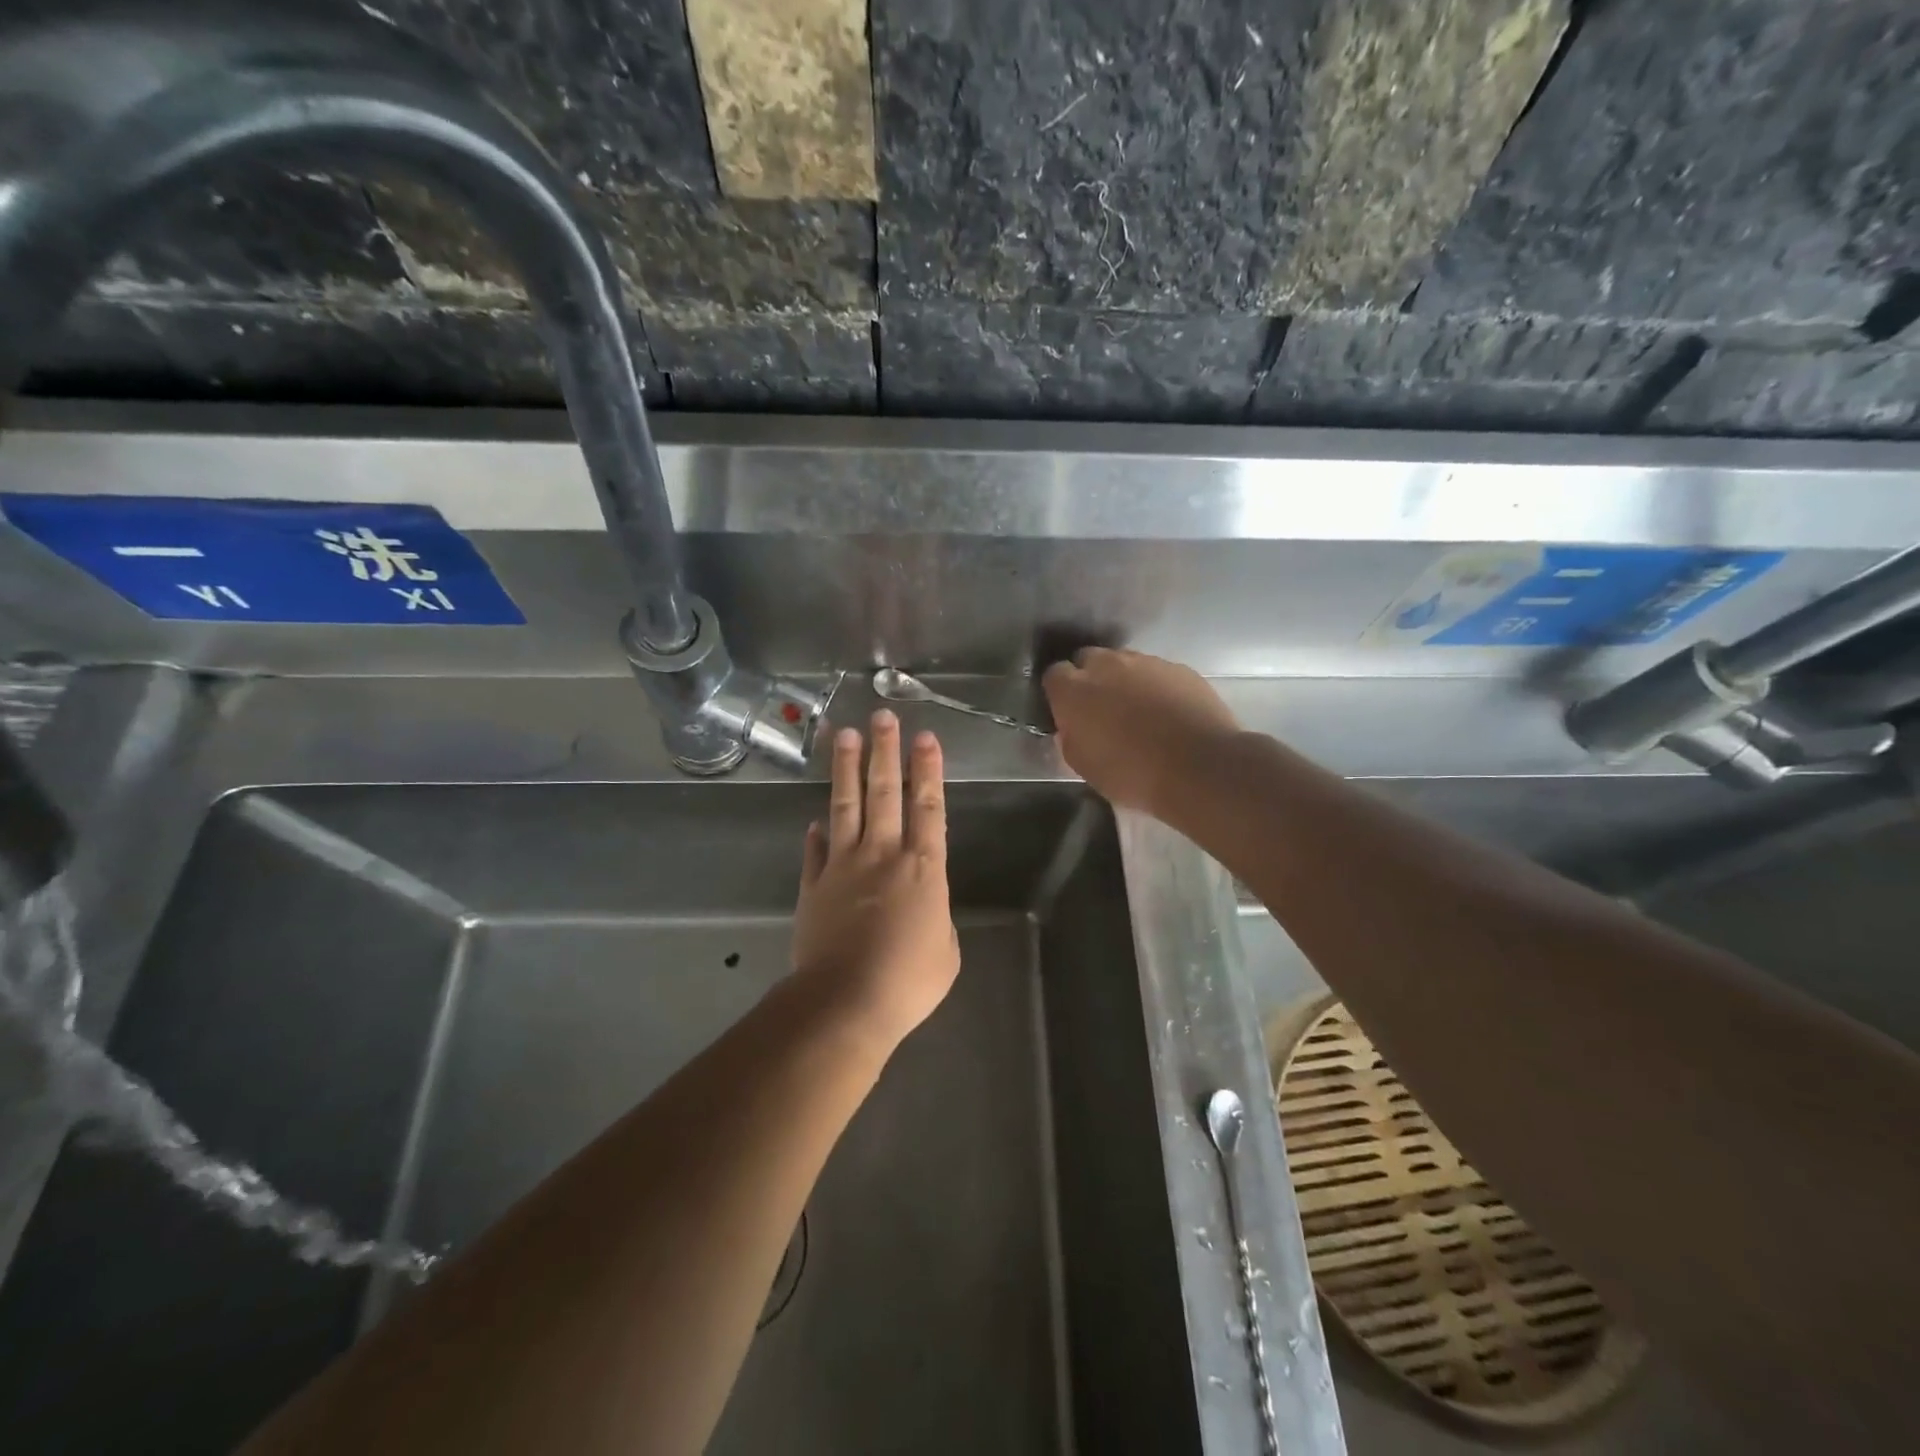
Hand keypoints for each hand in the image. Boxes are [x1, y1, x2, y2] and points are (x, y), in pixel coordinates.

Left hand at [791, 711, 959, 1051]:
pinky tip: (814, 819)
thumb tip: (921, 903)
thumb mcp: (945, 951)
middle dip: (885, 751)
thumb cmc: (908, 980)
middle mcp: (883, 854)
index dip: (928, 769)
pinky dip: (816, 834)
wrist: (847, 1001)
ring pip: (846, 806)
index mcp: (923, 867)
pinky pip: (816, 852)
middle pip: (885, 791)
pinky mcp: (814, 886)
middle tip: (882, 716)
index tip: (925, 737)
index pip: (928, 806)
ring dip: (847, 769)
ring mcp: (843, 866)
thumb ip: (935, 916)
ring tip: (845, 735)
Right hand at [1042, 648, 1241, 816]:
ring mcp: (1146, 662)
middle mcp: (1107, 665)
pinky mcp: (1180, 669)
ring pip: (1125, 663)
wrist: (1200, 768)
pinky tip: (1166, 712)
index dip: (1060, 693)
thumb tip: (1072, 727)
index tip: (1067, 713)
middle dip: (1090, 678)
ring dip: (1124, 680)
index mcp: (1074, 690)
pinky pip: (1157, 672)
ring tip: (1137, 711)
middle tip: (1100, 709)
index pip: (1054, 675)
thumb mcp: (1085, 767)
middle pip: (1088, 659)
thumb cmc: (1132, 774)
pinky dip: (1155, 687)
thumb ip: (1071, 738)